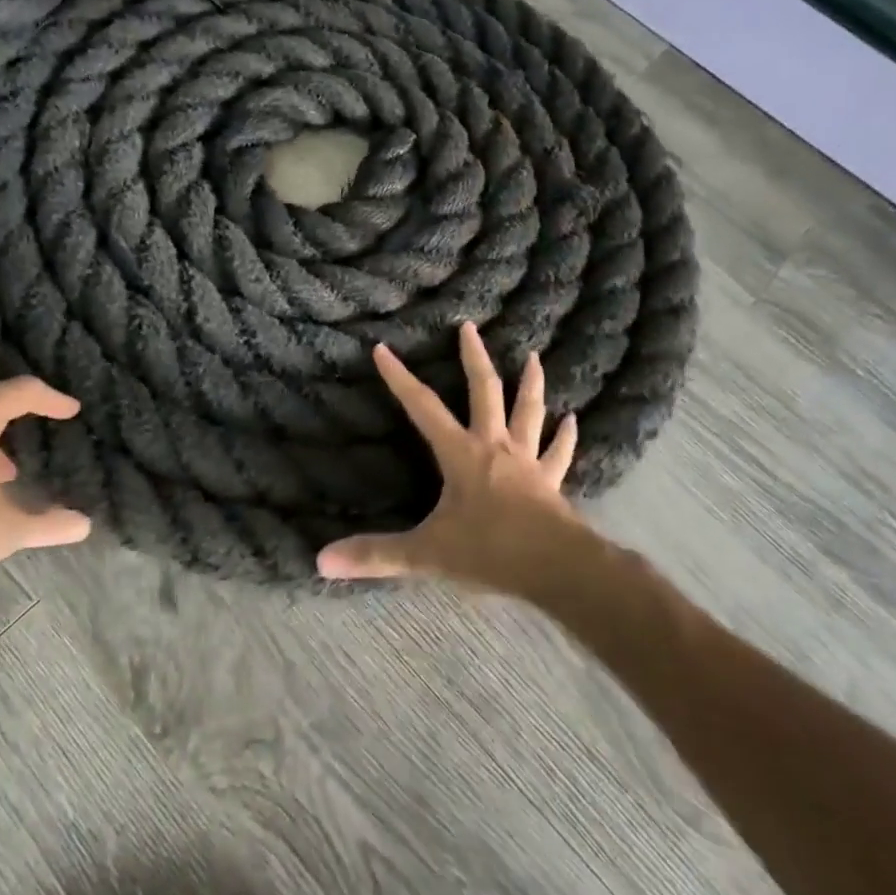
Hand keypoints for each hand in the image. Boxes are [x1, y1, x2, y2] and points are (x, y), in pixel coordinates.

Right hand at [319, 322, 587, 593]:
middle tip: (469, 327)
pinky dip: (565, 436)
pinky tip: (573, 420)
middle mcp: (494, 446)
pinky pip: (558, 453)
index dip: (399, 378)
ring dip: (530, 384)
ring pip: (528, 412)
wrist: (555, 567)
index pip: (422, 407)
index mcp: (460, 453)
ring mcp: (527, 461)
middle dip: (474, 357)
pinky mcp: (551, 482)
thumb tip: (321, 561)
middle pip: (484, 391)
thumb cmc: (489, 551)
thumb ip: (375, 555)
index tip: (382, 348)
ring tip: (534, 356)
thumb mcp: (425, 554)